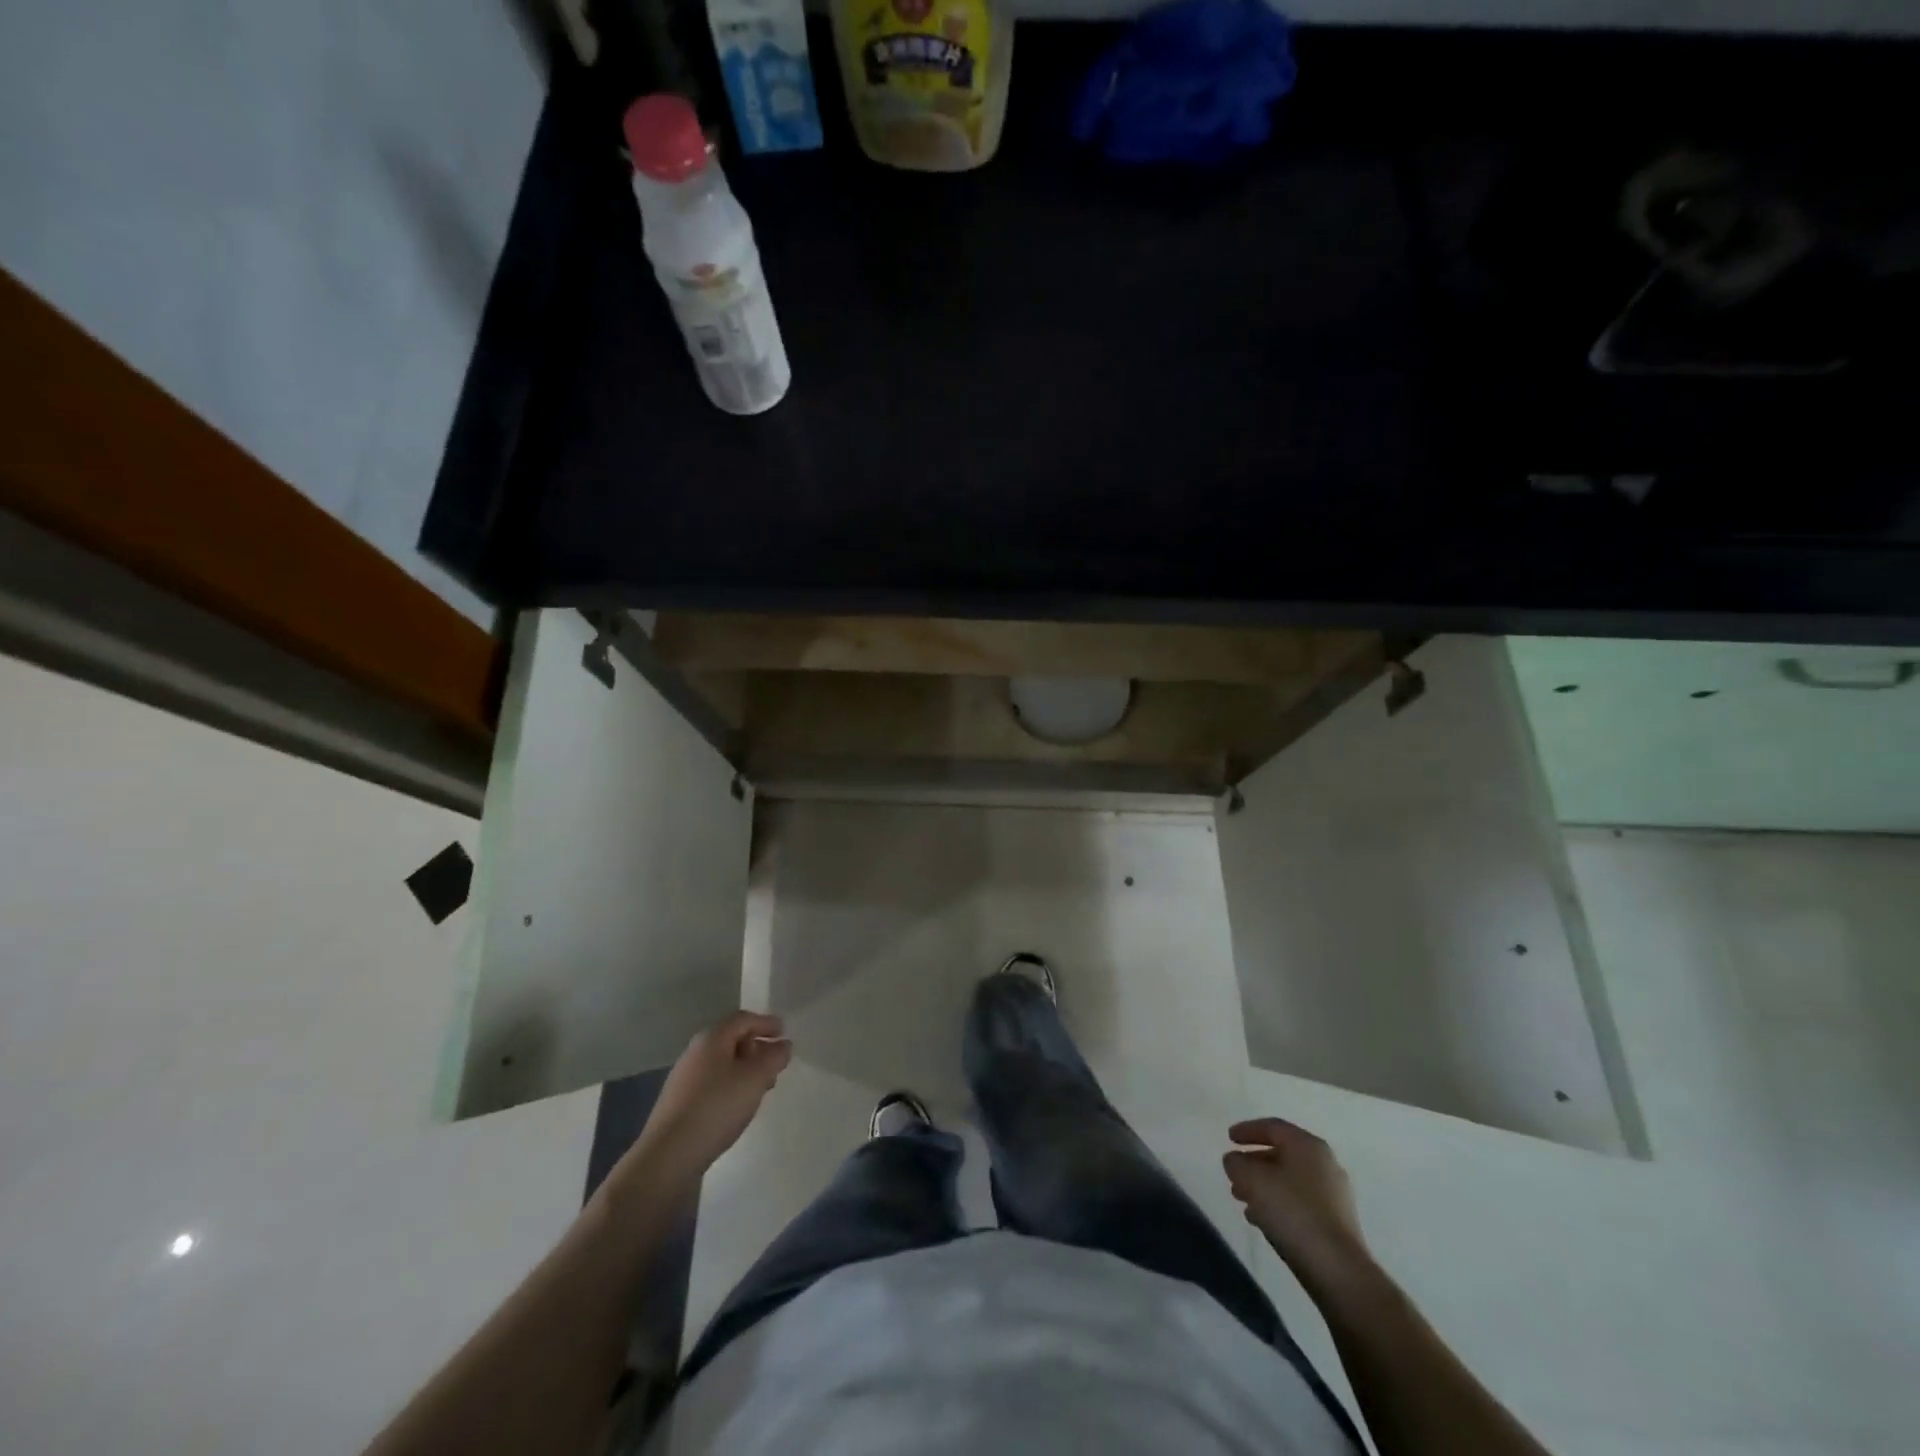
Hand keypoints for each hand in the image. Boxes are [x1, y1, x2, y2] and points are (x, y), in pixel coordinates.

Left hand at [633, 1011, 791, 1184]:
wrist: (669, 1156)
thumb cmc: (717, 1107)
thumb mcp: (755, 1078)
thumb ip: (774, 1057)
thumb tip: (783, 1044)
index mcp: (711, 1039)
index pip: (743, 1019)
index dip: (766, 1023)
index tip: (784, 1032)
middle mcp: (694, 1053)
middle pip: (731, 1040)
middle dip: (757, 1048)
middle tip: (776, 1063)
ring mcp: (684, 1079)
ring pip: (722, 1064)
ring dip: (745, 1070)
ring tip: (762, 1087)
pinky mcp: (680, 1104)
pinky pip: (713, 1084)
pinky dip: (731, 1086)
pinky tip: (738, 1106)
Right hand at [1224, 1117, 1371, 1287]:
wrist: (1337, 1269)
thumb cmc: (1291, 1212)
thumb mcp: (1251, 1180)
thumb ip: (1236, 1163)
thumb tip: (1235, 1160)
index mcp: (1307, 1145)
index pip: (1273, 1127)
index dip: (1247, 1130)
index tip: (1229, 1139)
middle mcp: (1325, 1163)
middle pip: (1282, 1153)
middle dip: (1255, 1162)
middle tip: (1235, 1173)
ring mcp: (1335, 1194)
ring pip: (1291, 1180)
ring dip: (1265, 1186)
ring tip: (1243, 1199)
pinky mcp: (1337, 1222)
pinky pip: (1301, 1202)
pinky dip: (1280, 1204)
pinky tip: (1262, 1220)